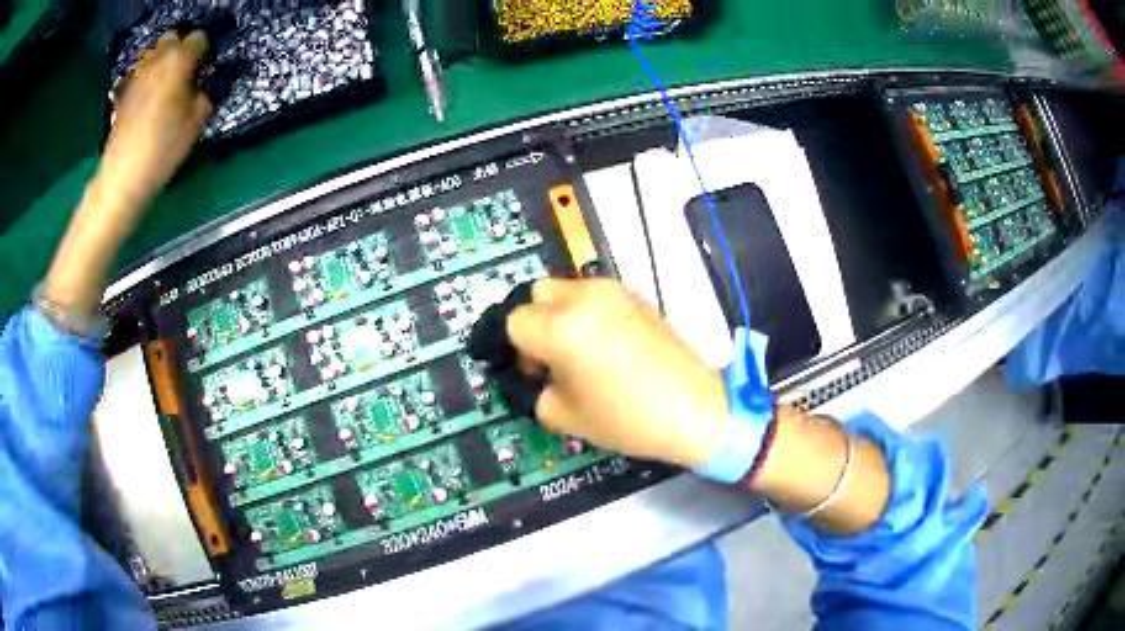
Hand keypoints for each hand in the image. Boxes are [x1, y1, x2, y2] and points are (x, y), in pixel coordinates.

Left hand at [97, 30, 213, 209]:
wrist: (123, 177)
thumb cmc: (163, 147)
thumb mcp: (197, 121)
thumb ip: (209, 91)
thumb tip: (214, 78)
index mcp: (179, 59)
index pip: (200, 38)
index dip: (205, 52)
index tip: (206, 70)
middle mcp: (157, 58)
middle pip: (173, 38)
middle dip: (181, 50)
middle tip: (186, 74)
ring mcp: (137, 74)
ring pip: (154, 54)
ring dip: (162, 62)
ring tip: (166, 86)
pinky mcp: (123, 92)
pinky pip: (139, 73)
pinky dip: (146, 78)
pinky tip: (147, 99)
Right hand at [506, 278, 732, 468]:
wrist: (694, 408)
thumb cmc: (627, 418)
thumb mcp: (565, 416)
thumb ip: (535, 391)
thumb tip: (533, 377)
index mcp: (560, 327)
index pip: (513, 321)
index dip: (514, 348)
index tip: (530, 371)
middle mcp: (583, 298)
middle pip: (536, 294)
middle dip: (534, 322)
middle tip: (548, 356)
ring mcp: (613, 292)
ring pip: (566, 289)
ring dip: (559, 314)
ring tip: (578, 350)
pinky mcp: (636, 296)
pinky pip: (594, 296)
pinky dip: (586, 313)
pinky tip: (604, 345)